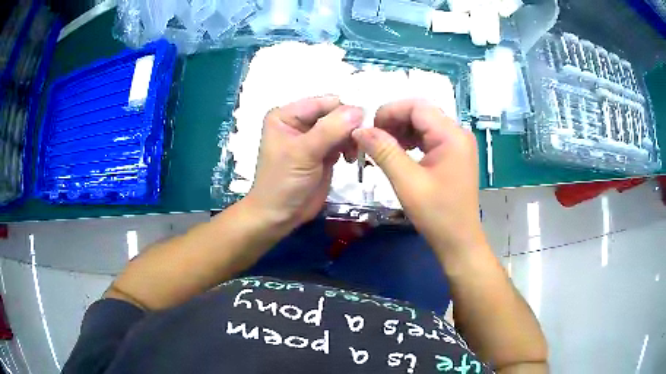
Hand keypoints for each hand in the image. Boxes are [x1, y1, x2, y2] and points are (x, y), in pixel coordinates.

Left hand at [246, 96, 362, 232]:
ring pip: (342, 127)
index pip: (323, 102)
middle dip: (349, 126)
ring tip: (352, 155)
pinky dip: (350, 148)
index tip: (362, 125)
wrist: (280, 216)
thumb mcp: (304, 152)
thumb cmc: (284, 182)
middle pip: (335, 113)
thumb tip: (359, 109)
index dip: (344, 110)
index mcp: (287, 115)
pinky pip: (343, 142)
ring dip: (351, 138)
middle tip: (358, 143)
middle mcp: (300, 122)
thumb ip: (330, 129)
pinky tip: (350, 159)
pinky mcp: (323, 153)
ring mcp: (313, 137)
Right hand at [352, 99, 485, 256]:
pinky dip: (411, 141)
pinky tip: (400, 153)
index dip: (390, 111)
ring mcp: (458, 143)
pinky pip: (429, 137)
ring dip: (401, 130)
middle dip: (394, 121)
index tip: (369, 129)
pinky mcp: (454, 154)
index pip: (417, 106)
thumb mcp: (407, 183)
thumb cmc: (437, 214)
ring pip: (424, 124)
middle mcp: (458, 133)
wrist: (459, 241)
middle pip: (421, 112)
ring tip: (383, 148)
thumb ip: (384, 152)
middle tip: (373, 140)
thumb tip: (360, 129)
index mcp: (451, 135)